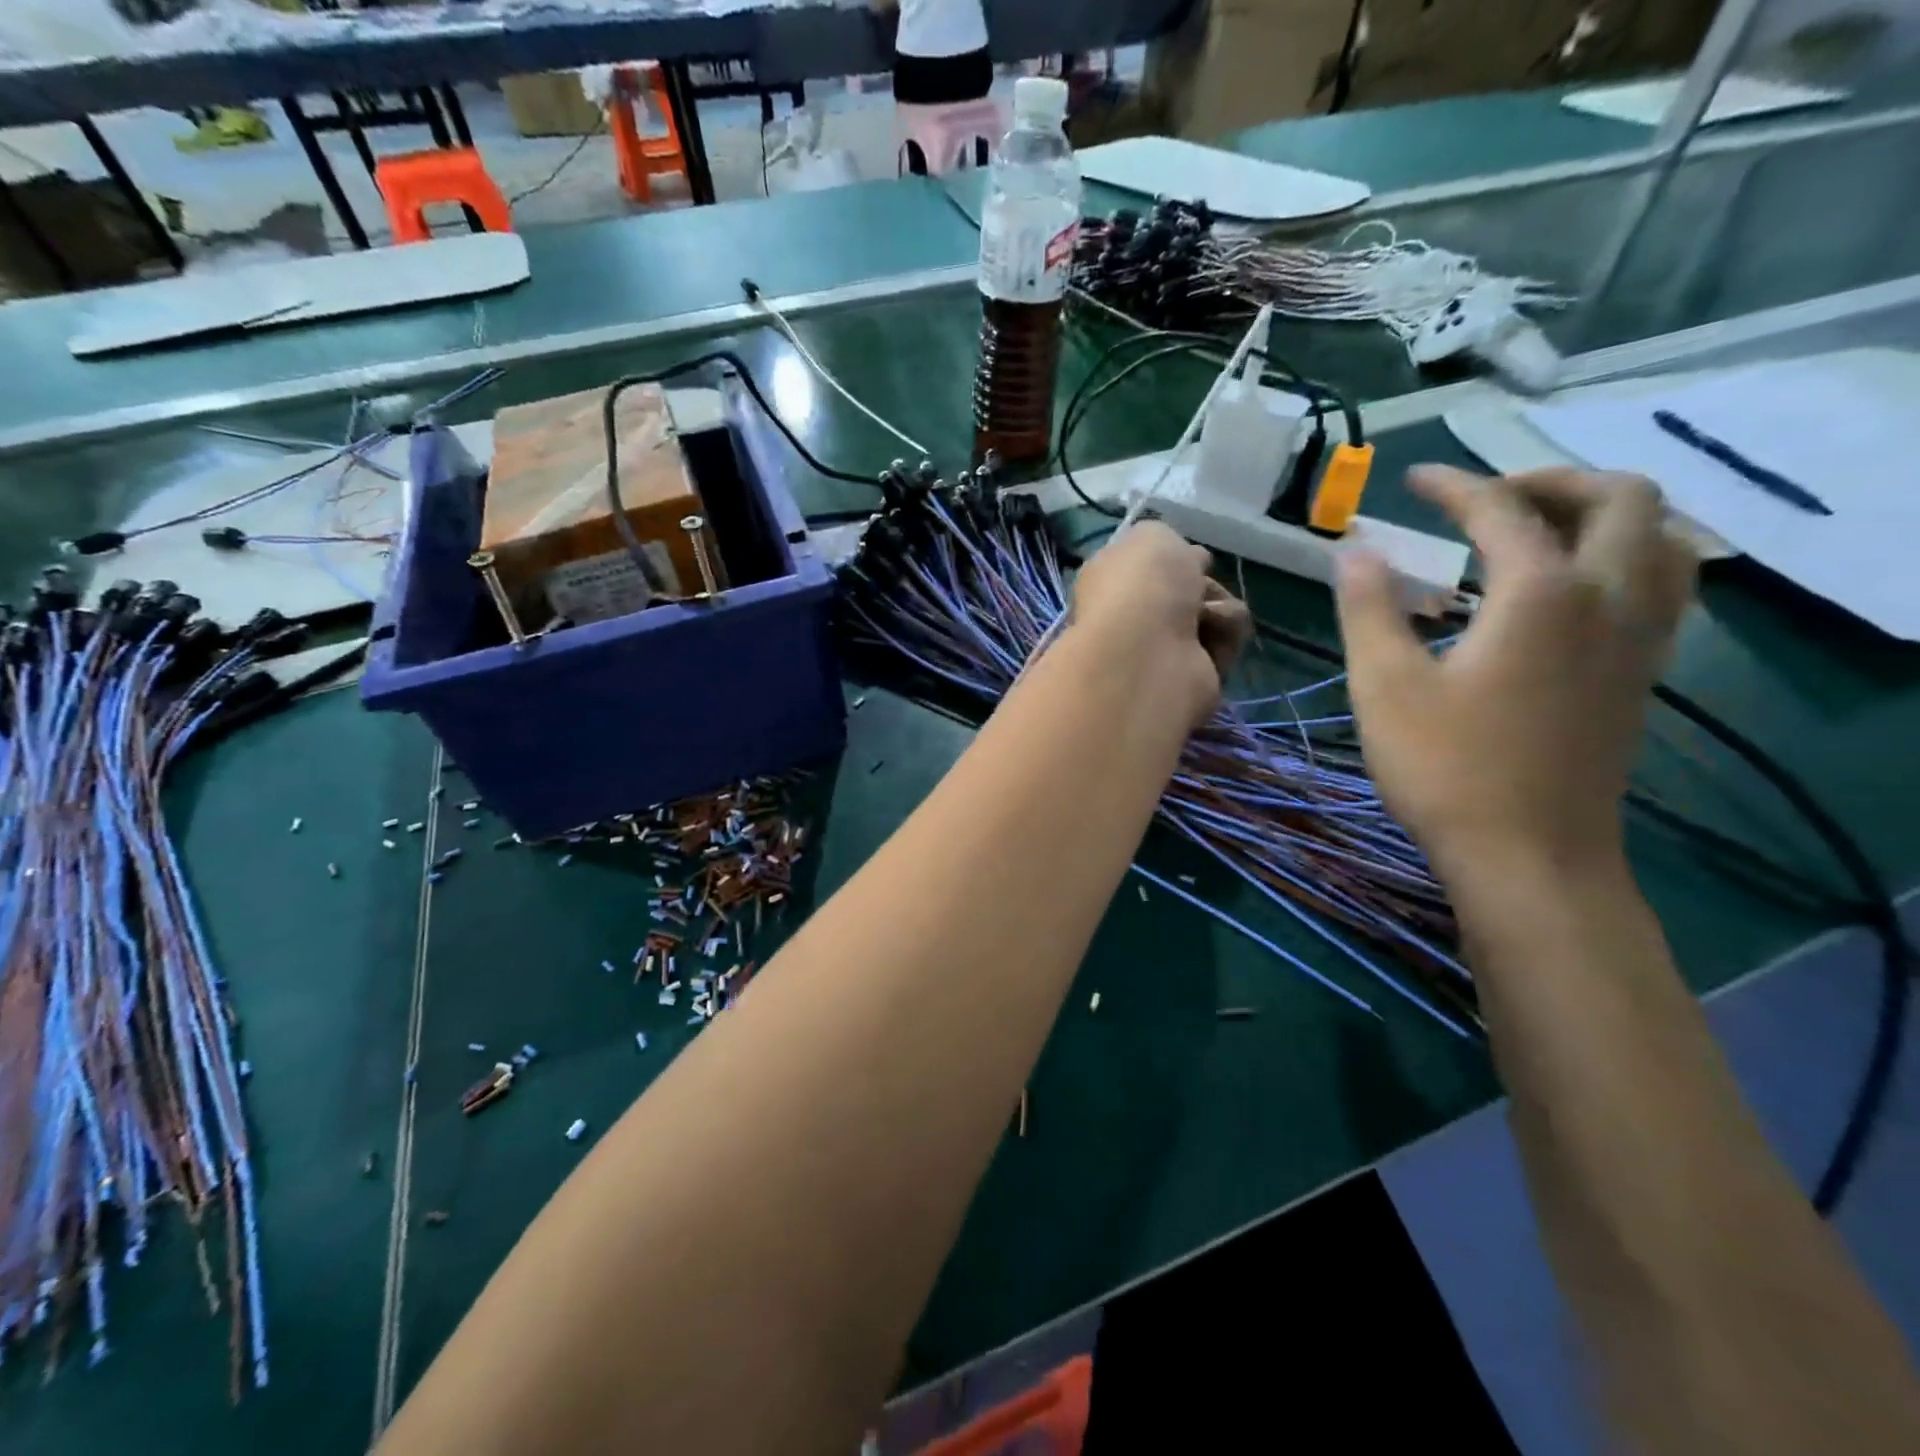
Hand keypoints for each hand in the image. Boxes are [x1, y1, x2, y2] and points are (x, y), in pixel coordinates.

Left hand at [1071, 521, 1251, 726]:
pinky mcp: (1194, 675)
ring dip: (1220, 609)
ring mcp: (1162, 649)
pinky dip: (1226, 635)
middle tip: (1195, 588)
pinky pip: (1228, 641)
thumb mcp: (1150, 535)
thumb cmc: (1142, 585)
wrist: (1150, 651)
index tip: (1185, 556)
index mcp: (1110, 583)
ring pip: (1217, 612)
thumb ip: (1163, 540)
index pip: (1148, 567)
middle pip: (1190, 588)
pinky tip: (1210, 641)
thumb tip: (1186, 563)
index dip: (1172, 559)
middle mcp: (1133, 617)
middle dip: (1202, 583)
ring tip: (1204, 617)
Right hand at [1336, 466, 1696, 881]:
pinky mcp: (1640, 675)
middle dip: (1550, 481)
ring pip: (1660, 538)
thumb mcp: (1384, 685)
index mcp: (1542, 593)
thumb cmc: (1447, 768)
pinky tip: (1570, 591)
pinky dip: (1624, 559)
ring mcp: (1638, 639)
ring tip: (1540, 532)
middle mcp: (1608, 598)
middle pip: (1617, 499)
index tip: (1413, 482)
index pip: (1501, 510)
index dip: (1453, 487)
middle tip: (1489, 498)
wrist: (1530, 856)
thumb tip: (1354, 551)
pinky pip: (1661, 586)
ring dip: (1604, 515)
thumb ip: (1369, 608)